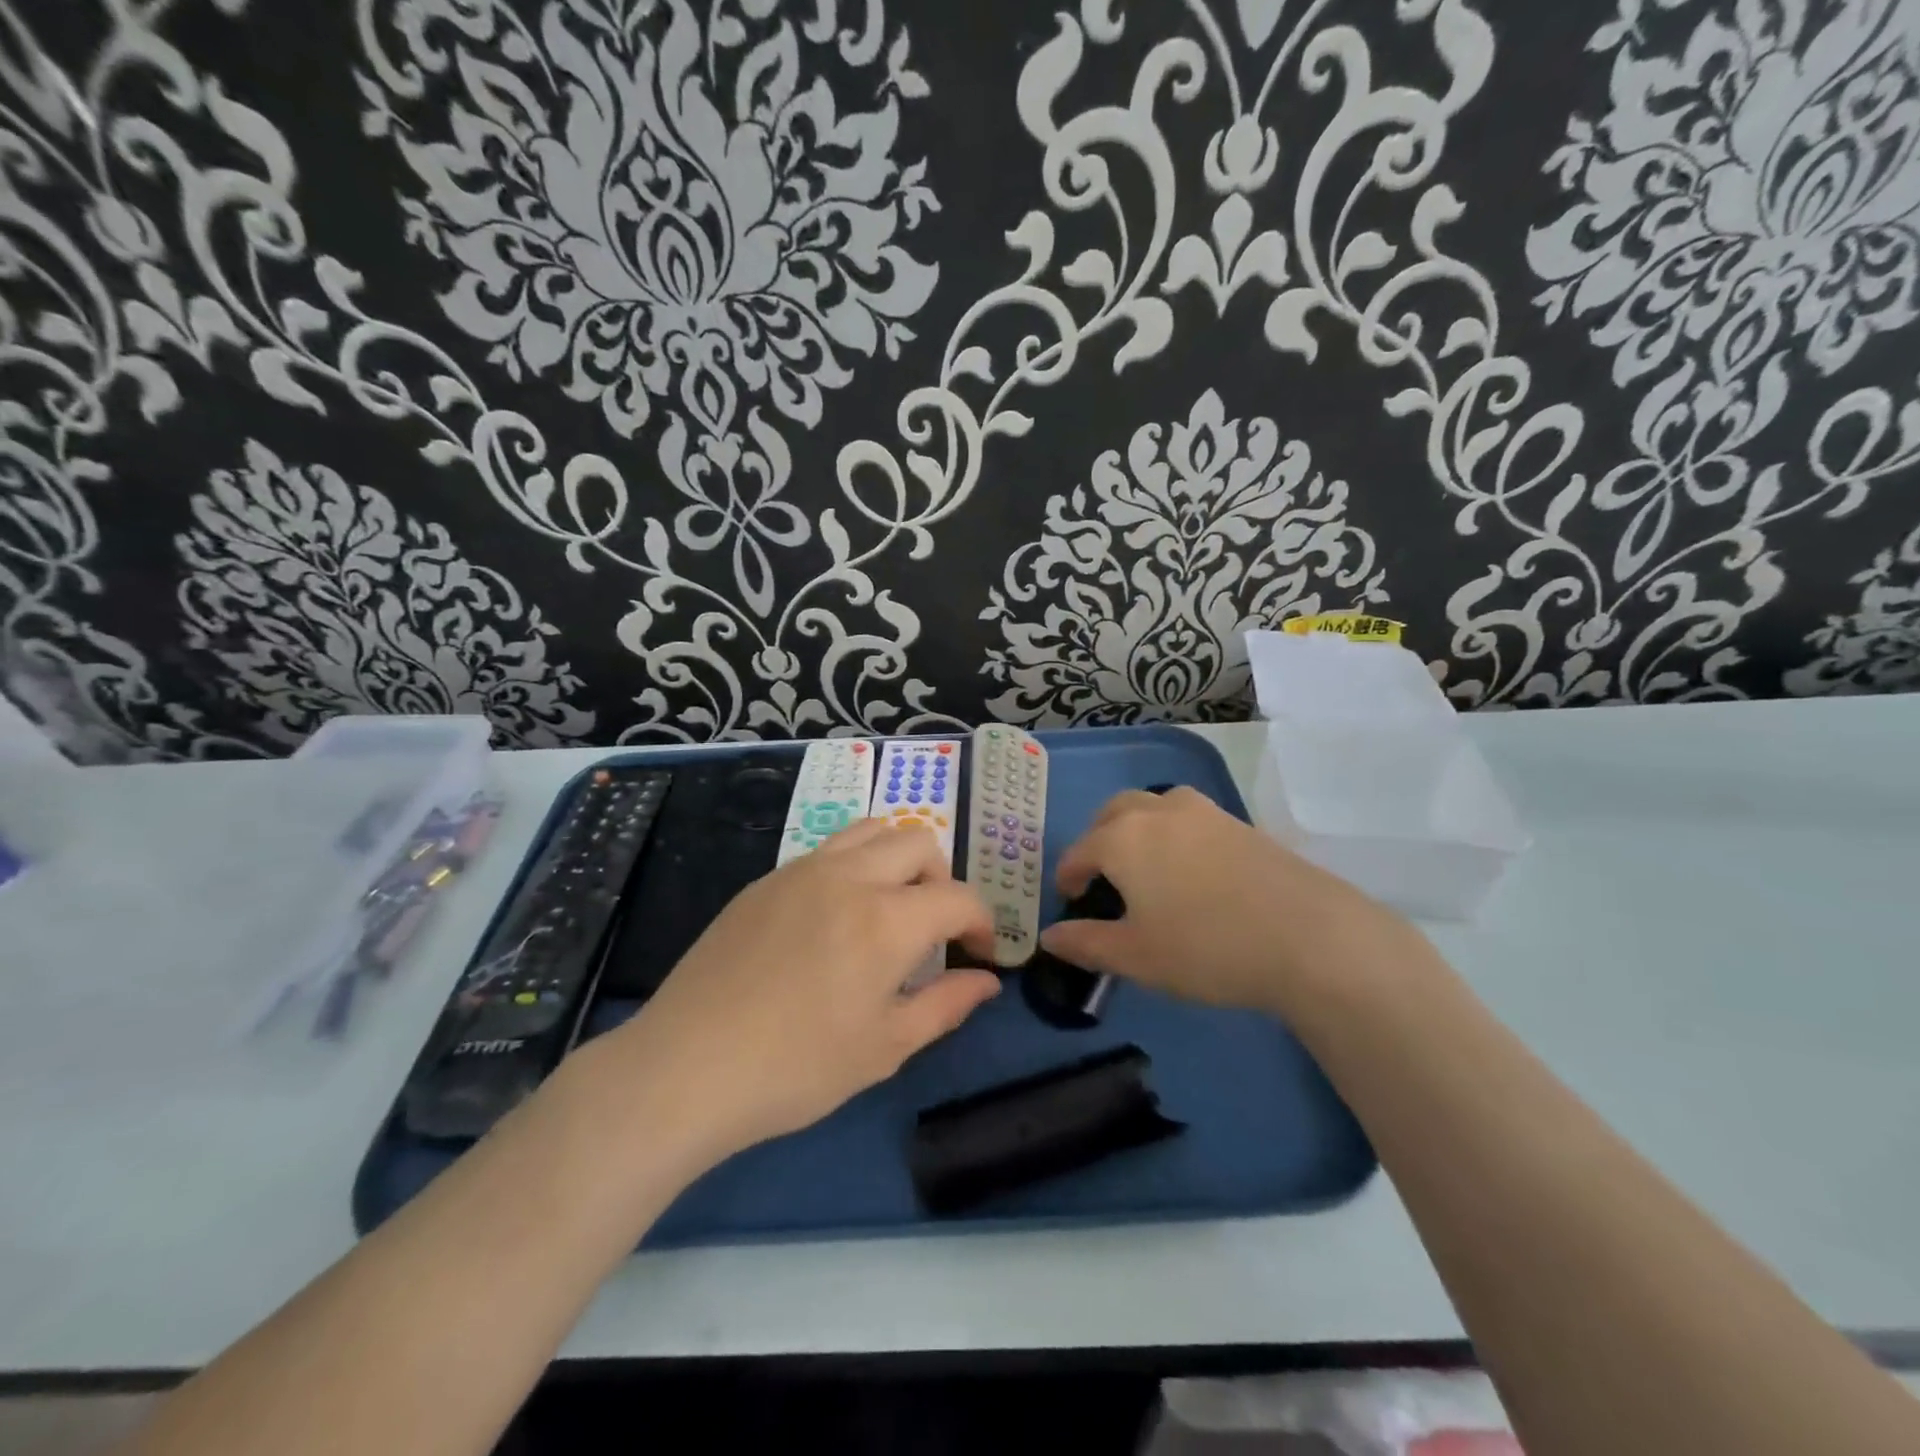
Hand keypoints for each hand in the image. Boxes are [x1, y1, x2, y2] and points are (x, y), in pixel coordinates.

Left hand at [601, 820, 999, 1160]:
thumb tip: (987, 981)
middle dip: (942, 879)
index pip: (958, 897)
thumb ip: (946, 1005)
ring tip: (889, 907)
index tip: (978, 955)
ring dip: (898, 859)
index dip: (981, 923)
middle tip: (933, 929)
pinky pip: (828, 850)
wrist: (686, 1066)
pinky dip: (854, 865)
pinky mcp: (766, 880)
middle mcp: (850, 876)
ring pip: (871, 830)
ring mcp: (803, 870)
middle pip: (919, 842)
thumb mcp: (885, 1048)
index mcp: (887, 919)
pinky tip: (834, 918)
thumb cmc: (795, 1068)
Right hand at [1037, 787, 1417, 1016]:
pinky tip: (1191, 871)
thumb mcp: (1136, 957)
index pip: (1079, 850)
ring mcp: (1203, 812)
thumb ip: (1086, 943)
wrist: (1308, 936)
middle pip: (1113, 812)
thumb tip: (1049, 937)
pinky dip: (1174, 834)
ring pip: (1154, 806)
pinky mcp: (1240, 822)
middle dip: (1098, 839)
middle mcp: (1157, 812)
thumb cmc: (1206, 948)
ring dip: (1137, 828)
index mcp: (1123, 838)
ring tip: (1145, 866)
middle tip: (1102, 876)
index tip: (1070, 900)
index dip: (1068, 876)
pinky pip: (1189, 818)